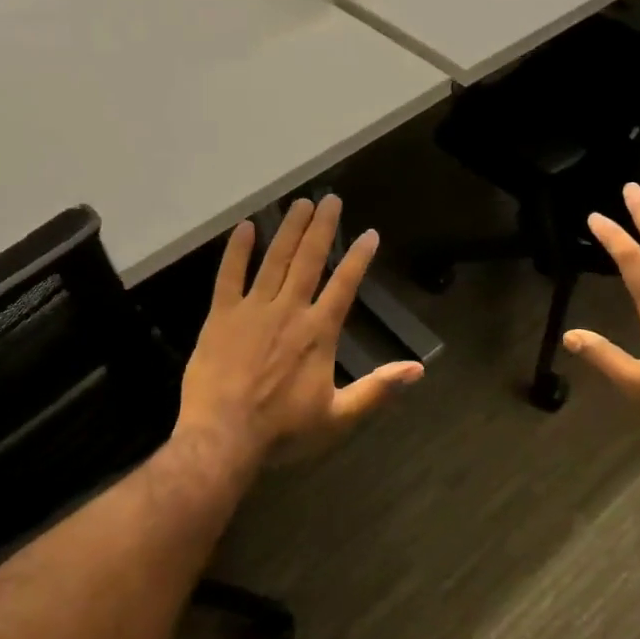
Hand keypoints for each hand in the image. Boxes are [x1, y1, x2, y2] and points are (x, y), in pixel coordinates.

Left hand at [175, 196, 423, 472]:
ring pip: (274, 260)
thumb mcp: (338, 415)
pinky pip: (229, 276)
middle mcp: (289, 310)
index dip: (358, 257)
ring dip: (288, 230)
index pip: (344, 284)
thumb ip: (377, 389)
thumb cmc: (282, 429)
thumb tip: (418, 370)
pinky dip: (237, 251)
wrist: (222, 438)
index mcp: (318, 332)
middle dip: (322, 228)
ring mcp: (252, 310)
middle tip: (330, 199)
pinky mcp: (221, 317)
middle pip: (309, 260)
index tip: (369, 234)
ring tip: (299, 203)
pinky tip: (244, 229)